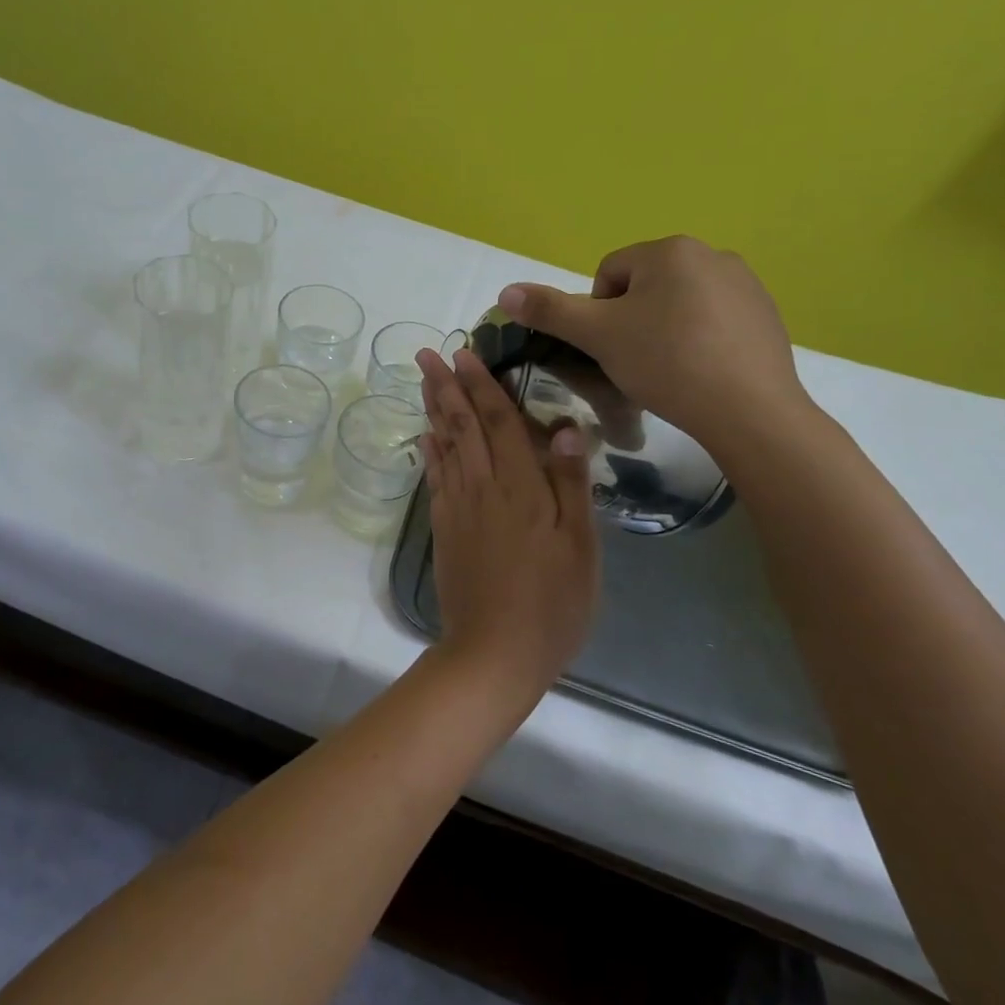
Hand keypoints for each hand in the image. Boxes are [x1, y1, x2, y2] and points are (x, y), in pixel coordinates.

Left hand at [416, 348, 600, 696]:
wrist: (495, 651)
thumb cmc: (552, 602)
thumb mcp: (581, 547)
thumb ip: (572, 485)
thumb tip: (566, 428)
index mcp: (521, 487)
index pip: (500, 422)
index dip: (483, 385)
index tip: (465, 353)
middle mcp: (483, 487)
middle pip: (463, 425)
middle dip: (446, 385)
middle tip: (428, 352)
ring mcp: (458, 507)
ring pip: (444, 445)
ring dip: (433, 408)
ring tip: (423, 379)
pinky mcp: (444, 528)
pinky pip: (434, 478)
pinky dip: (429, 451)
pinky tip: (425, 435)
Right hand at [497, 236, 812, 459]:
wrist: (748, 410)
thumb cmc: (666, 363)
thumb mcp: (597, 336)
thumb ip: (550, 310)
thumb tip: (505, 291)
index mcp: (669, 250)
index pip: (609, 274)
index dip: (599, 314)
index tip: (610, 348)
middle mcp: (712, 254)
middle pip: (645, 287)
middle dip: (632, 321)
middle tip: (636, 362)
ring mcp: (746, 284)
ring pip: (680, 304)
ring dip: (665, 330)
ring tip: (669, 370)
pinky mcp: (767, 315)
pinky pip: (714, 320)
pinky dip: (700, 340)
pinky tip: (702, 372)